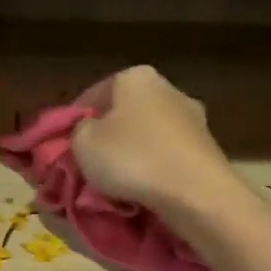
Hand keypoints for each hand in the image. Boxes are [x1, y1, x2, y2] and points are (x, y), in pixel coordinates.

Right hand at [71, 66, 247, 222]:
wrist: (196, 193)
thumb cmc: (132, 158)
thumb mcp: (83, 143)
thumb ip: (77, 131)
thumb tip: (87, 131)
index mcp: (135, 77)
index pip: (92, 95)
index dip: (72, 121)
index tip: (63, 145)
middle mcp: (168, 88)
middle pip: (123, 113)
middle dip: (106, 136)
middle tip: (88, 163)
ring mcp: (193, 118)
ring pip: (147, 135)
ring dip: (131, 153)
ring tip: (115, 181)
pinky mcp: (207, 147)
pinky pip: (167, 155)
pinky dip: (154, 168)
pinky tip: (144, 188)